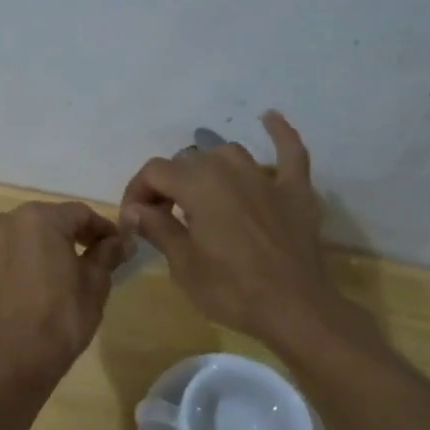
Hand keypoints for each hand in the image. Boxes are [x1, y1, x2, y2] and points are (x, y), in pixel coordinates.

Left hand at [0, 201, 129, 387]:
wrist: (16, 357)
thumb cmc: (61, 316)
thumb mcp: (95, 282)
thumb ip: (108, 253)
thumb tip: (123, 240)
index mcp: (40, 217)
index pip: (80, 213)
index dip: (103, 228)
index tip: (118, 246)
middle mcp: (10, 218)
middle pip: (53, 218)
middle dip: (76, 233)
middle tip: (99, 254)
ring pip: (31, 230)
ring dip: (52, 241)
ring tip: (72, 266)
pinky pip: (13, 246)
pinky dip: (31, 253)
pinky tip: (45, 274)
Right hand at [121, 111, 372, 349]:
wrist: (295, 311)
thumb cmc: (231, 290)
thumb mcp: (183, 265)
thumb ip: (158, 228)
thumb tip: (135, 209)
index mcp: (198, 185)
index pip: (155, 172)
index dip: (137, 191)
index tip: (133, 220)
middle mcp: (230, 170)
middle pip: (188, 163)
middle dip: (168, 187)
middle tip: (162, 220)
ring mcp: (266, 178)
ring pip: (228, 155)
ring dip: (209, 169)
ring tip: (201, 195)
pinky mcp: (295, 191)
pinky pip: (290, 152)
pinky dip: (279, 133)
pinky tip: (269, 118)